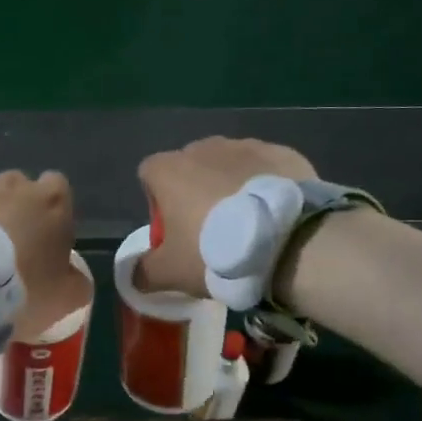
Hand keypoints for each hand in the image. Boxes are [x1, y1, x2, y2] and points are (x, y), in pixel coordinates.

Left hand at [0, 171, 89, 337]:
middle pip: (19, 190)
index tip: (44, 239)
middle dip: (16, 212)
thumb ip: (77, 281)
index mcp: (52, 201)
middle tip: (7, 250)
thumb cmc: (20, 288)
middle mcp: (14, 184)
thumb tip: (74, 276)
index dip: (52, 213)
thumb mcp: (65, 298)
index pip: (58, 189)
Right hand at [135, 137, 317, 295]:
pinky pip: (264, 169)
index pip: (149, 175)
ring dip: (230, 187)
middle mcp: (203, 148)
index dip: (157, 203)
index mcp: (169, 169)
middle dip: (196, 193)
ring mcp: (245, 146)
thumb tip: (132, 274)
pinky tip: (276, 214)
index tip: (174, 231)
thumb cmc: (216, 252)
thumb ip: (144, 272)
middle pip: (189, 168)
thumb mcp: (171, 273)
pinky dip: (264, 186)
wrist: (289, 242)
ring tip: (249, 224)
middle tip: (211, 232)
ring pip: (228, 166)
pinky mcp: (282, 153)